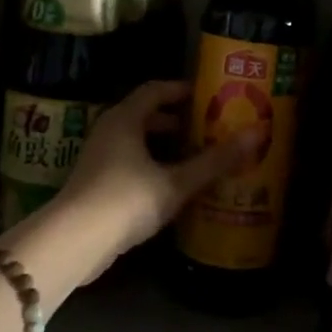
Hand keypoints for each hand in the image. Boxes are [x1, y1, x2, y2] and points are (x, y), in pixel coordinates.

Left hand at [35, 81, 256, 286]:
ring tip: (198, 156)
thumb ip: (215, 160)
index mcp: (126, 118)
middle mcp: (110, 131)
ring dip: (165, 146)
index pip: (156, 90)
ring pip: (138, 141)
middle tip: (210, 128)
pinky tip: (173, 186)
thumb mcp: (176, 181)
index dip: (182, 90)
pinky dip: (153, 165)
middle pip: (147, 115)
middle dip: (178, 121)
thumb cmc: (126, 199)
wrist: (75, 242)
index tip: (210, 97)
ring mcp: (99, 157)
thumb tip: (256, 134)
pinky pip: (130, 162)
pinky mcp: (96, 183)